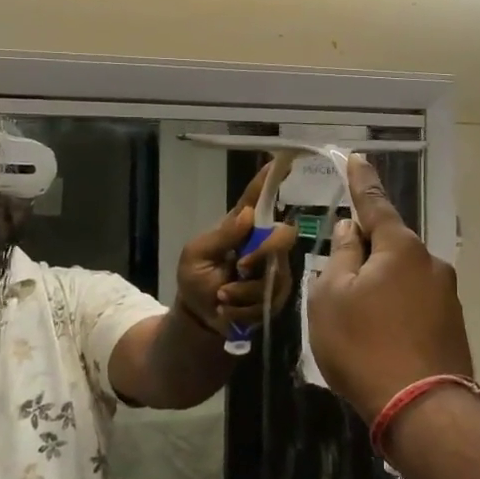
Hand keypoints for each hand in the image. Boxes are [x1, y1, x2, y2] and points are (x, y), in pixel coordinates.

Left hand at [174, 163, 300, 334]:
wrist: (200, 318)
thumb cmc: (195, 279)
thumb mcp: (196, 256)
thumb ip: (221, 237)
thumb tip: (248, 215)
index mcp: (242, 226)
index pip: (258, 198)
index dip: (270, 180)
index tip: (284, 160)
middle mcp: (263, 243)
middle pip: (283, 235)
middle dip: (262, 253)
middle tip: (239, 268)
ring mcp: (274, 270)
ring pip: (275, 274)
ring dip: (244, 291)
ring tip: (221, 297)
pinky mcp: (276, 295)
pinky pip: (270, 300)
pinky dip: (244, 309)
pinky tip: (228, 310)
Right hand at [308, 154, 473, 422]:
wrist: (423, 409)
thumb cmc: (364, 346)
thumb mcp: (331, 297)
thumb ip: (340, 256)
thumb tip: (350, 229)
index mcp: (400, 247)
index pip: (375, 203)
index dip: (361, 181)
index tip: (357, 157)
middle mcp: (430, 262)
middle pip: (389, 244)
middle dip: (365, 252)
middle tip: (339, 279)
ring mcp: (446, 295)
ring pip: (402, 276)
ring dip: (380, 285)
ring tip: (357, 321)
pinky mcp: (452, 325)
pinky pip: (415, 303)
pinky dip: (395, 310)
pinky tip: (381, 339)